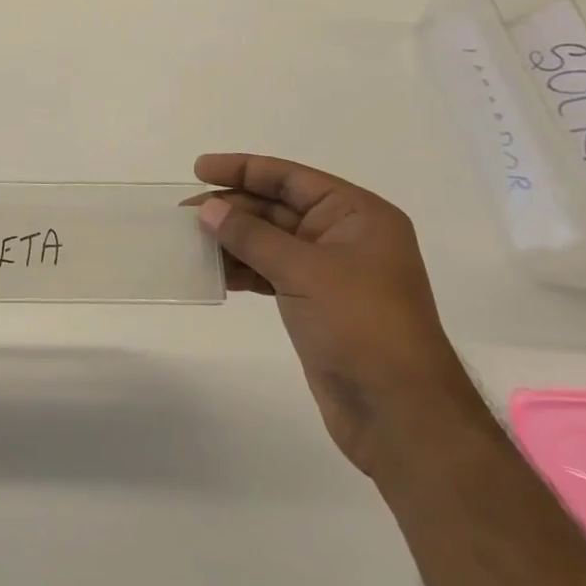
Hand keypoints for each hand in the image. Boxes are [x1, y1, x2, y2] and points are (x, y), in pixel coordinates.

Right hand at [192, 153, 487, 476]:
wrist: (401, 415)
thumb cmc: (361, 326)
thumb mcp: (304, 271)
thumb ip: (251, 235)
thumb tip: (208, 209)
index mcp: (357, 215)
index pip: (290, 178)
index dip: (243, 169)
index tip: (199, 170)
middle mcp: (344, 235)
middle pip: (276, 207)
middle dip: (231, 208)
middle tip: (184, 214)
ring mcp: (329, 272)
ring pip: (269, 241)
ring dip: (231, 240)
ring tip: (189, 242)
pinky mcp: (315, 303)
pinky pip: (269, 271)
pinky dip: (242, 269)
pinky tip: (212, 272)